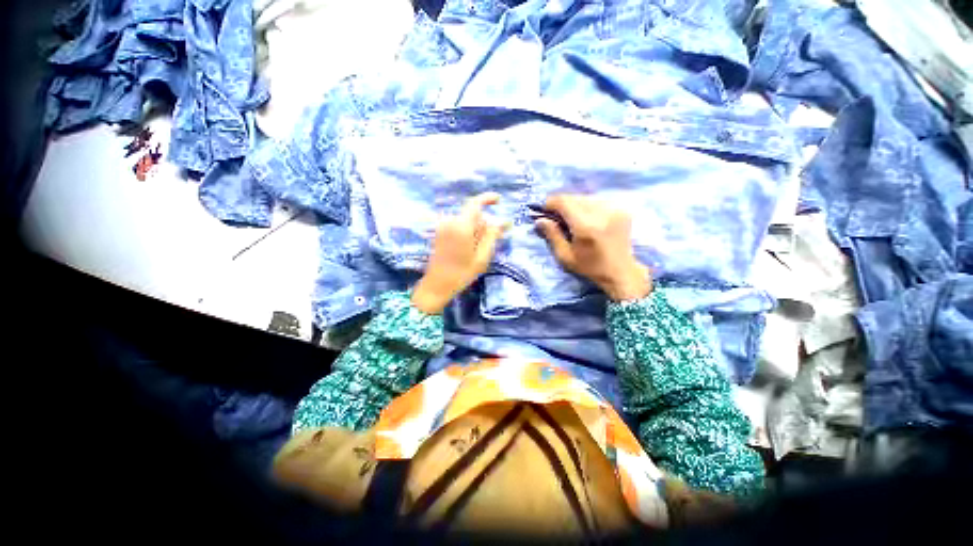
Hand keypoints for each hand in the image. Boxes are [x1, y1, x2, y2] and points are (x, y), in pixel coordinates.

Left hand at [411, 193, 505, 313]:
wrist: (437, 285)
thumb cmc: (462, 273)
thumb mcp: (482, 257)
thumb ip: (492, 236)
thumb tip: (503, 221)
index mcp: (461, 226)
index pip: (475, 203)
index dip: (487, 198)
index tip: (499, 200)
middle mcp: (450, 222)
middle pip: (472, 214)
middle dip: (483, 223)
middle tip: (490, 242)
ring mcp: (443, 227)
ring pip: (465, 220)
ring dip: (475, 229)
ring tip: (478, 250)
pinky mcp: (439, 233)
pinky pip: (458, 226)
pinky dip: (467, 232)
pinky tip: (468, 249)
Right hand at [536, 194, 651, 301]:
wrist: (621, 272)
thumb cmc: (590, 267)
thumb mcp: (565, 256)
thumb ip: (552, 235)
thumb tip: (539, 220)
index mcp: (585, 226)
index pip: (564, 202)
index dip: (551, 202)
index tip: (544, 210)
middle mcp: (601, 213)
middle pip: (574, 197)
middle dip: (562, 204)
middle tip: (555, 216)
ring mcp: (614, 210)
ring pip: (586, 198)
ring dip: (575, 205)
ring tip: (571, 218)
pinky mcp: (621, 210)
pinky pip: (598, 202)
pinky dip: (588, 207)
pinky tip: (586, 219)